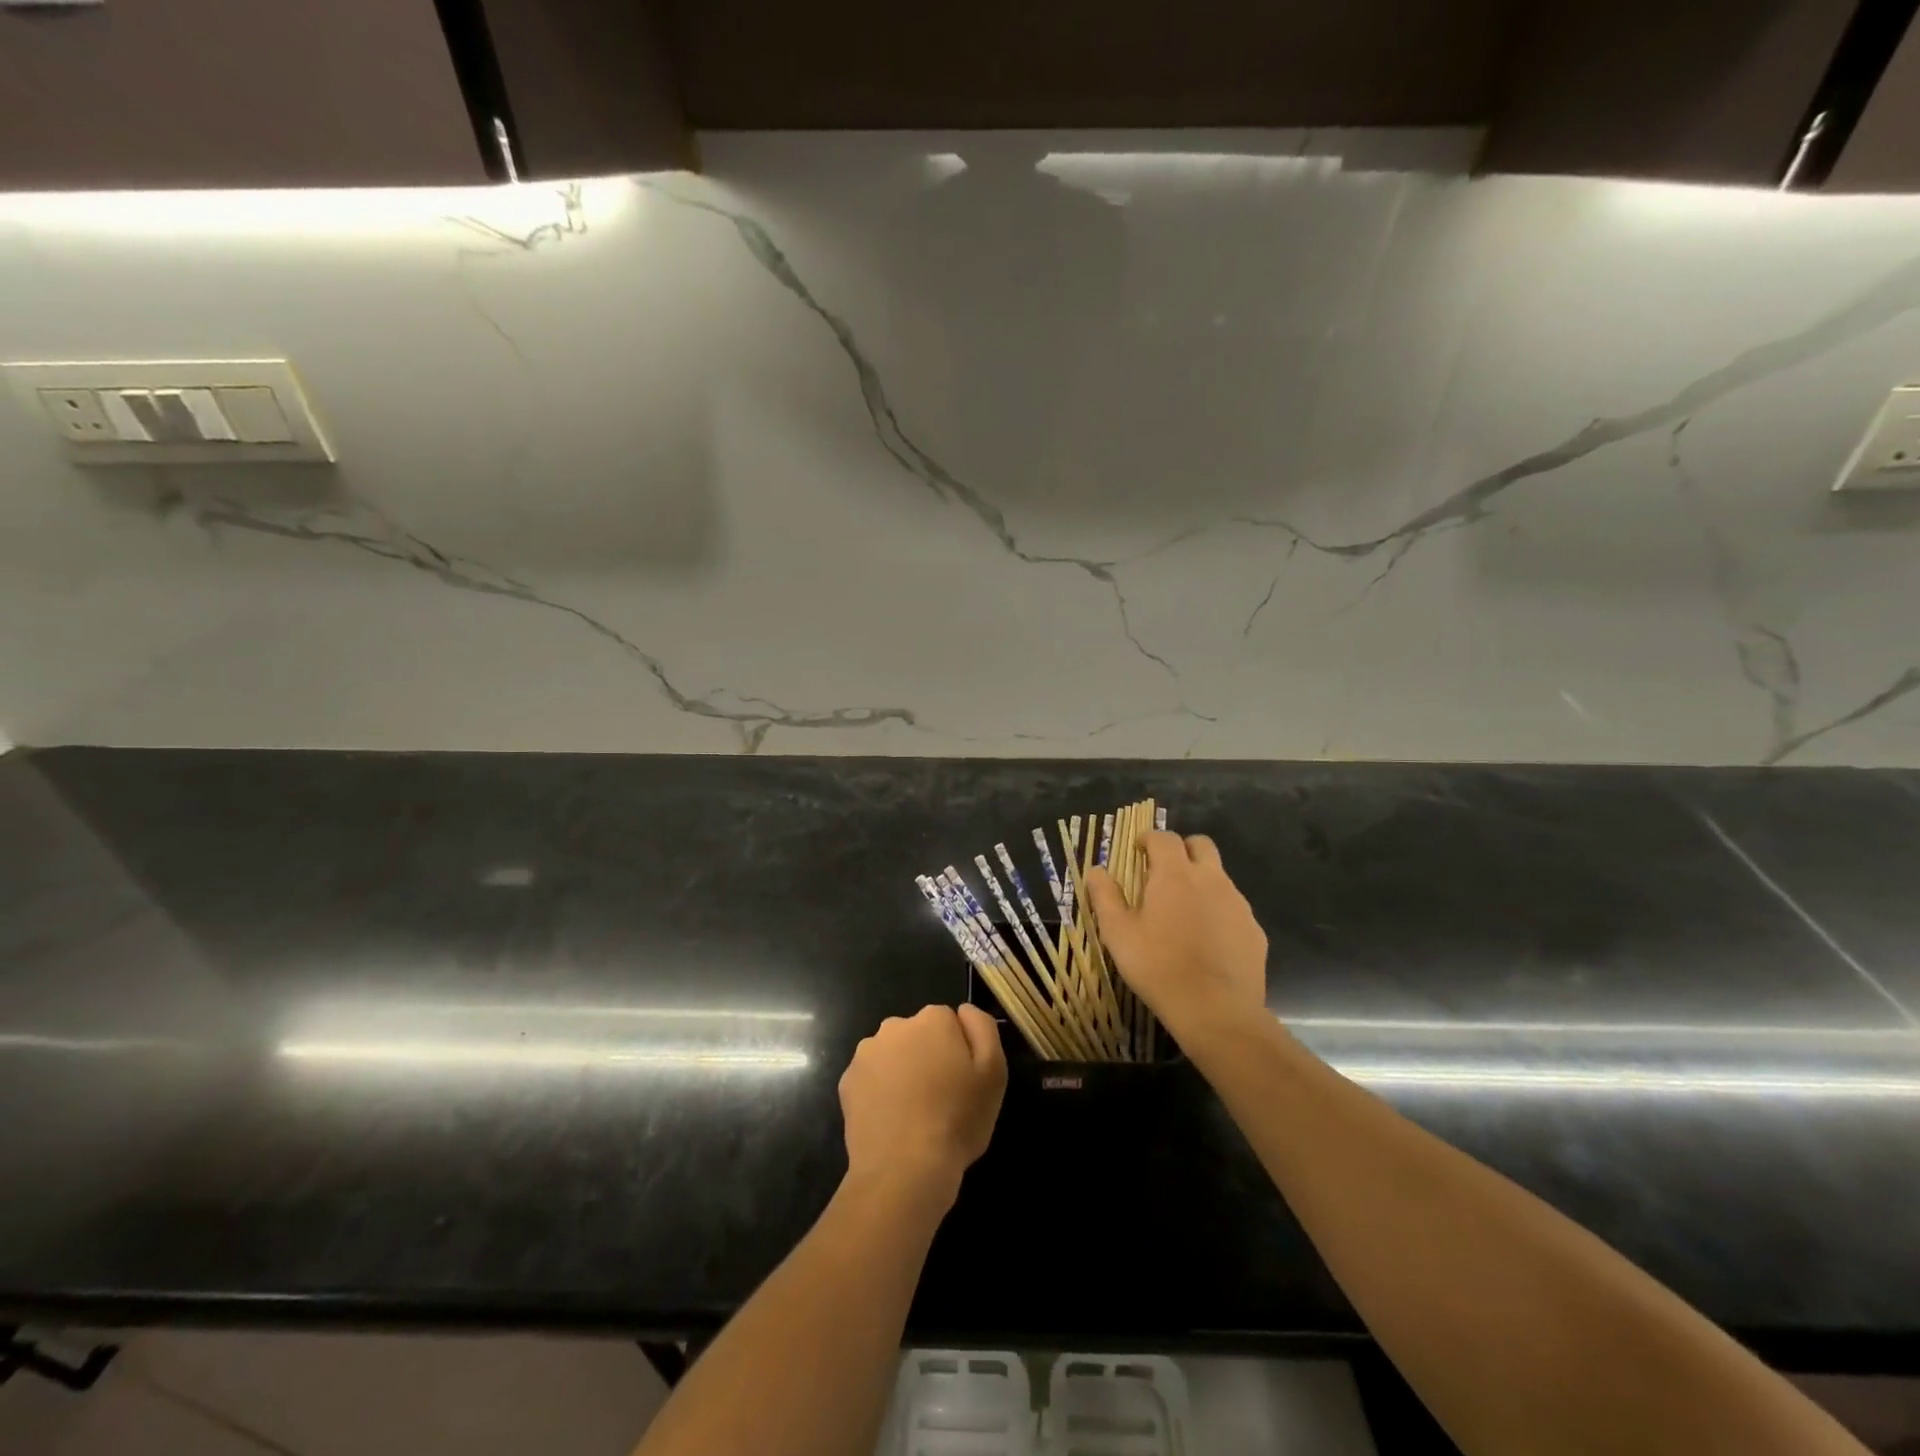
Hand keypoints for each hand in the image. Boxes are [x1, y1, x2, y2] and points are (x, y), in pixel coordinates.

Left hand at [839, 1005, 1006, 1202]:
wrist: (903, 1170)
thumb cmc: (957, 1119)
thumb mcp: (993, 1072)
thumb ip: (982, 1028)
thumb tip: (963, 1010)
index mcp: (932, 1019)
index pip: (949, 1022)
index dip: (958, 1051)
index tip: (962, 1080)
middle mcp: (895, 1026)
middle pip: (918, 1035)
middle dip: (927, 1056)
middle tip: (940, 1098)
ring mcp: (866, 1053)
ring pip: (893, 1055)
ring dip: (902, 1072)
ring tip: (914, 1113)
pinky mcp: (847, 1082)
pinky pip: (872, 1079)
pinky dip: (881, 1093)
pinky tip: (892, 1121)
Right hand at [1086, 831, 1268, 1035]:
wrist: (1216, 1010)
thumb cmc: (1158, 966)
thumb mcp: (1118, 933)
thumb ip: (1105, 896)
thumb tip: (1096, 871)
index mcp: (1175, 874)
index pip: (1164, 837)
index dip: (1149, 839)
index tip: (1137, 852)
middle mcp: (1211, 879)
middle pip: (1201, 844)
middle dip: (1182, 850)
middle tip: (1163, 873)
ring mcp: (1238, 904)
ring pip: (1219, 877)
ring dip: (1201, 881)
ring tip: (1183, 913)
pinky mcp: (1254, 931)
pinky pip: (1234, 909)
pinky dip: (1218, 913)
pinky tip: (1206, 942)